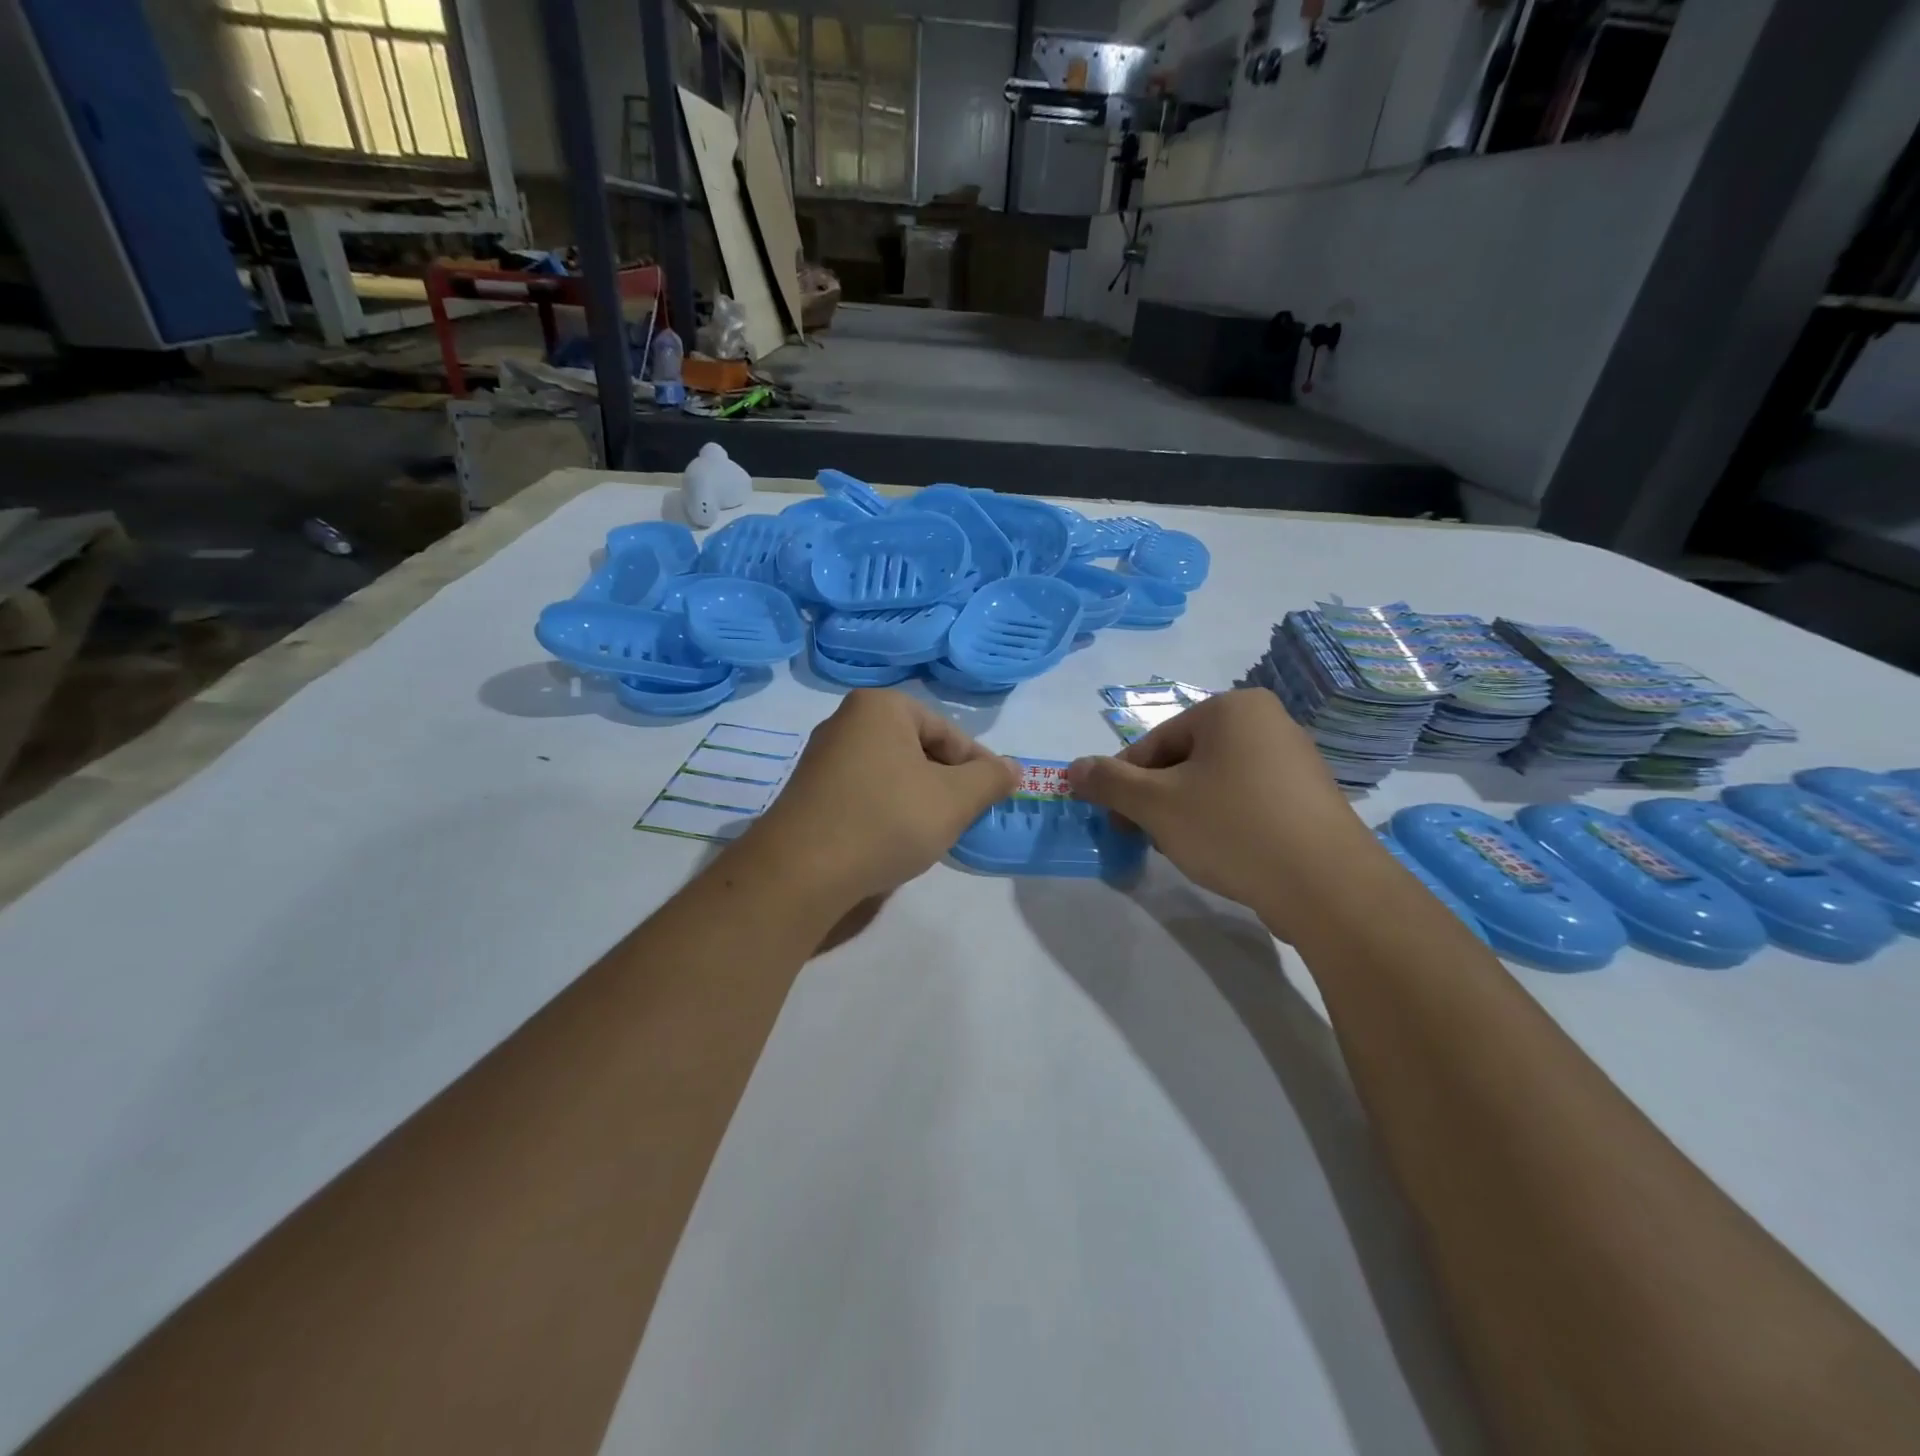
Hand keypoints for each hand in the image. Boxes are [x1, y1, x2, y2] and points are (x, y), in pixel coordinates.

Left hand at [743, 689, 1016, 908]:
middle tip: (963, 818)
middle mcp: (846, 721)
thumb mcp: (954, 799)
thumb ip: (990, 779)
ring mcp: (823, 757)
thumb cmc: (887, 820)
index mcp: (881, 707)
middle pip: (918, 750)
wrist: (801, 872)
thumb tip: (1012, 767)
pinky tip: (893, 840)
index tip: (993, 799)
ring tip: (930, 833)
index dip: (977, 766)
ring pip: (892, 773)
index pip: (947, 732)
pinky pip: (864, 792)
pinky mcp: (810, 792)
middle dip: (946, 783)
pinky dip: (887, 811)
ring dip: (918, 799)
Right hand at [1067, 689, 1377, 933]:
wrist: (1328, 887)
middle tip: (1147, 838)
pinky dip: (1224, 822)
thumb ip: (1108, 783)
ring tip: (1185, 850)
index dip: (1125, 783)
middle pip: (1185, 760)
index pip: (1155, 742)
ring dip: (1187, 813)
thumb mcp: (1156, 805)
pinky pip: (1247, 800)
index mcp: (1232, 708)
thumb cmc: (1233, 829)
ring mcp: (1294, 760)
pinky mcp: (1309, 798)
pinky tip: (1222, 854)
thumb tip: (1073, 769)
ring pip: (1214, 782)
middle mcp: (1267, 722)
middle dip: (1158, 800)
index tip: (1113, 820)